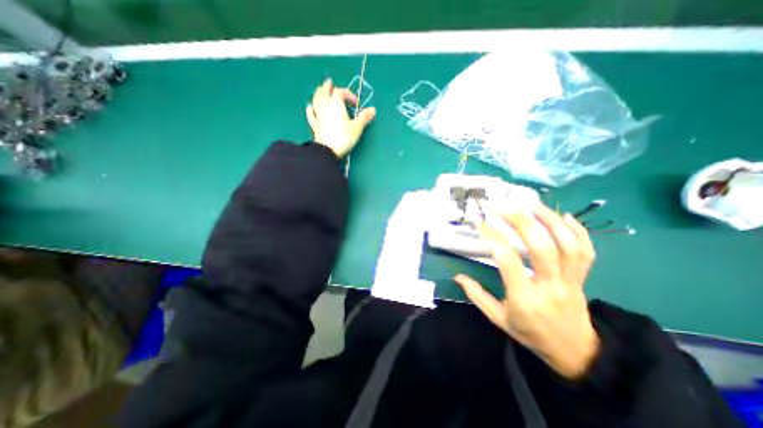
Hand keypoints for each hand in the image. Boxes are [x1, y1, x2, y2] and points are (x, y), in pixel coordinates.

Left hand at [304, 77, 374, 156]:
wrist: (328, 150)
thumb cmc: (344, 137)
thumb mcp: (357, 127)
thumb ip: (364, 117)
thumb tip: (373, 109)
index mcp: (336, 104)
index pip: (340, 92)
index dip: (348, 94)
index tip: (355, 103)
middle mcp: (325, 106)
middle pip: (324, 92)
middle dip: (328, 87)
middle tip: (330, 83)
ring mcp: (318, 115)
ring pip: (316, 100)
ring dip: (319, 94)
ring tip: (320, 91)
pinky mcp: (315, 125)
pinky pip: (311, 115)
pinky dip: (310, 109)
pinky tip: (309, 107)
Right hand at [456, 205, 598, 378]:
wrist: (575, 353)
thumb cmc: (530, 334)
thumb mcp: (499, 319)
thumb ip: (477, 296)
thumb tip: (457, 276)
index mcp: (524, 298)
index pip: (508, 261)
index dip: (493, 238)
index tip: (480, 223)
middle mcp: (550, 286)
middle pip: (542, 248)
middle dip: (521, 222)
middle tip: (503, 207)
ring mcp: (571, 281)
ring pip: (567, 245)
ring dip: (550, 220)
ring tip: (531, 204)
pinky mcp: (583, 278)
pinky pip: (586, 252)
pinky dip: (578, 231)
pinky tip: (563, 216)